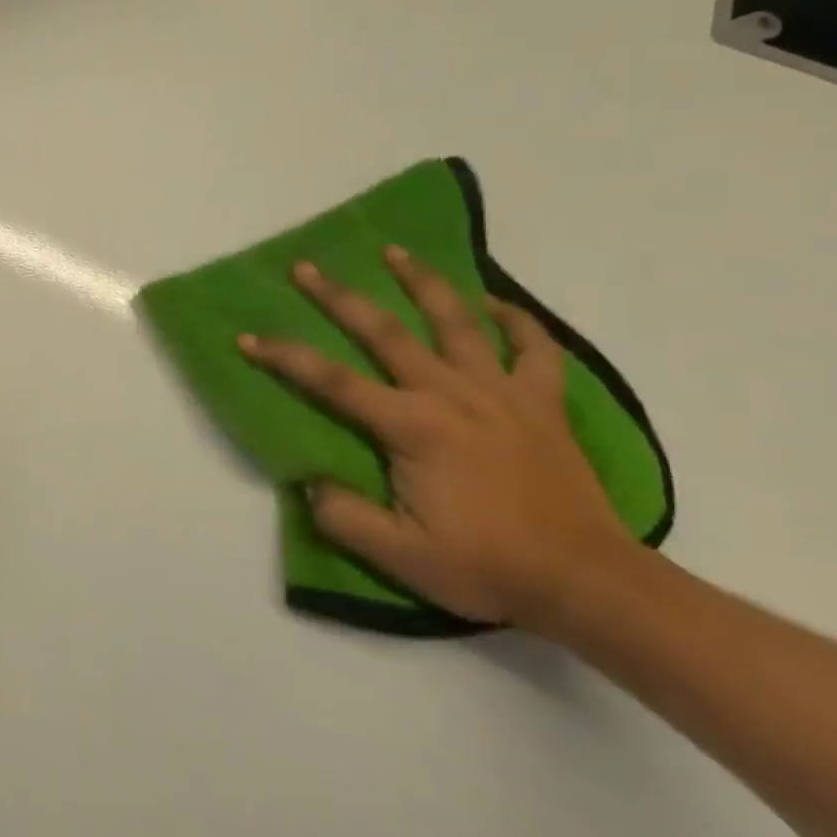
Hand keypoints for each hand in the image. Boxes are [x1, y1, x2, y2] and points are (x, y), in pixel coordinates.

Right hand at [238, 247, 633, 629]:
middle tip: (306, 267)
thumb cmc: (490, 567)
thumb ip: (344, 516)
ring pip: (457, 321)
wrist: (589, 585)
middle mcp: (451, 394)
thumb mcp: (401, 557)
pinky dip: (516, 320)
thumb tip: (309, 482)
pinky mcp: (542, 403)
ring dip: (422, 282)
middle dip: (339, 296)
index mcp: (413, 427)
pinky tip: (494, 303)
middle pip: (384, 332)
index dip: (285, 357)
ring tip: (395, 252)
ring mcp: (501, 393)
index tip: (248, 338)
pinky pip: (533, 349)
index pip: (332, 381)